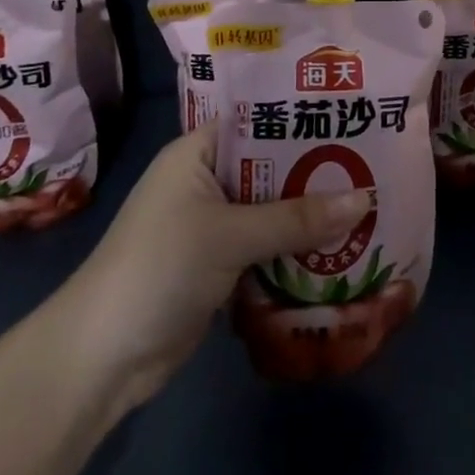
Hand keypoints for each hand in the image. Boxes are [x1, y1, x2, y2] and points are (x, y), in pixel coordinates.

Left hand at [41, 129, 370, 417]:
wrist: (100, 360)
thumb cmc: (159, 268)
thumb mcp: (230, 235)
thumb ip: (297, 218)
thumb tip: (366, 199)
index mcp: (198, 153)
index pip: (257, 118)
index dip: (301, 115)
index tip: (351, 114)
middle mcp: (207, 181)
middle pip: (271, 167)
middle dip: (317, 170)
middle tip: (375, 161)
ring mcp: (213, 226)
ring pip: (273, 210)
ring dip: (311, 214)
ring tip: (370, 203)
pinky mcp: (220, 266)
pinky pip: (268, 247)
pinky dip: (297, 250)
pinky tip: (342, 249)